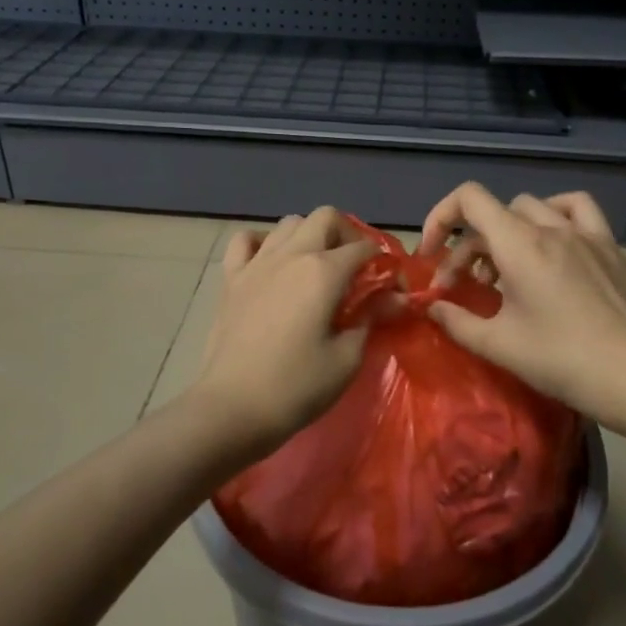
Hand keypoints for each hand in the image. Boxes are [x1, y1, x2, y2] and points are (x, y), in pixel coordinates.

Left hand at [190, 207, 375, 457]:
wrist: (232, 408)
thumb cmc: (297, 387)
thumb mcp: (347, 357)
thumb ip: (371, 319)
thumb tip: (393, 299)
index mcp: (324, 271)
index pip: (365, 250)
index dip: (385, 265)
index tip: (392, 290)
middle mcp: (291, 255)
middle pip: (326, 218)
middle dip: (348, 236)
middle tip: (355, 270)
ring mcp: (257, 263)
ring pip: (289, 223)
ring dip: (309, 236)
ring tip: (316, 267)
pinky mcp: (231, 279)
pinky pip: (246, 241)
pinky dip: (263, 243)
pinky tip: (272, 264)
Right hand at [421, 183, 625, 432]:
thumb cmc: (562, 361)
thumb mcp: (499, 345)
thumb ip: (457, 321)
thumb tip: (432, 306)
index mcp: (520, 244)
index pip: (469, 198)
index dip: (440, 217)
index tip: (432, 256)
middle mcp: (551, 227)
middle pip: (496, 213)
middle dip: (470, 245)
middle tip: (465, 286)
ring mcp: (586, 234)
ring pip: (533, 208)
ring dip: (508, 231)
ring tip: (506, 267)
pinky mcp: (610, 248)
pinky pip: (577, 211)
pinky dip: (555, 217)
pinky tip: (553, 244)